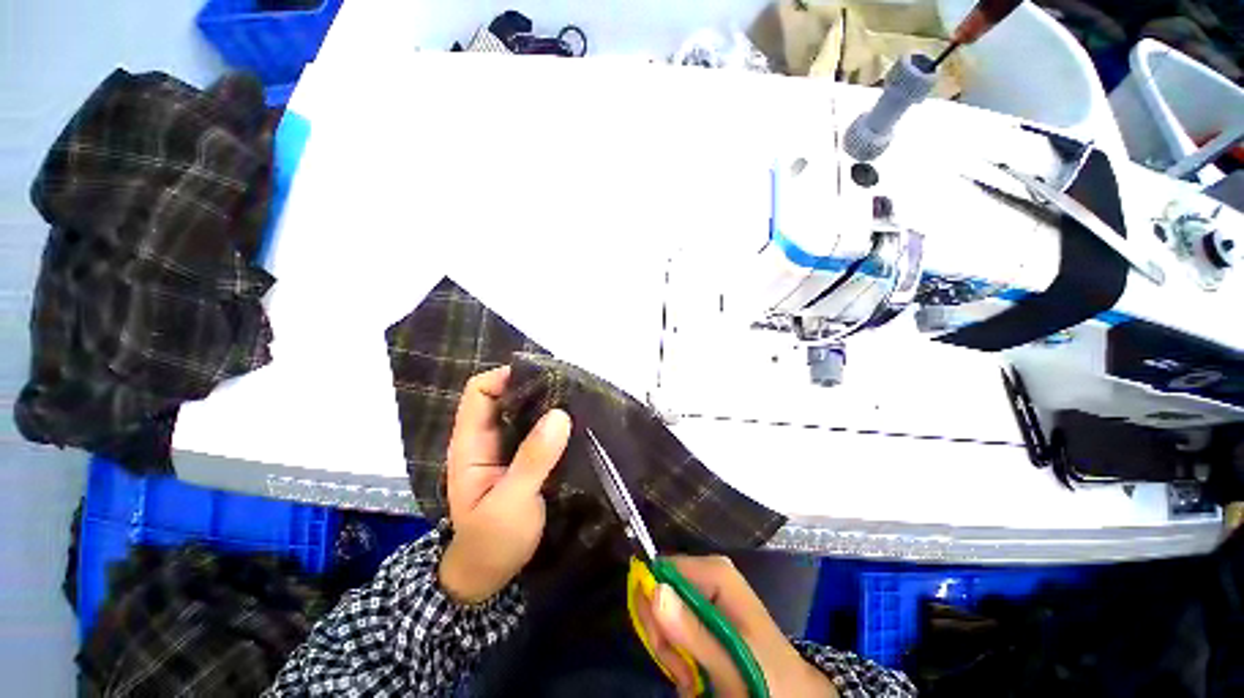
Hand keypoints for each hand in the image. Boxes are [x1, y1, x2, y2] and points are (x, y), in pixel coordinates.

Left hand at [438, 366, 571, 603]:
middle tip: (569, 386)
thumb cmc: (493, 541)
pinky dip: (555, 422)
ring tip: (577, 400)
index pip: (479, 391)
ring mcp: (507, 447)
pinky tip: (576, 422)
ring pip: (524, 411)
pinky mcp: (525, 457)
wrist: (491, 574)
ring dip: (548, 403)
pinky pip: (539, 430)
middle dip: (534, 386)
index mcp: (471, 443)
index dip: (506, 377)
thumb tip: (559, 414)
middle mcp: (488, 438)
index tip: (543, 377)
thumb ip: (533, 459)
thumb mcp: (511, 502)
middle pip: (505, 395)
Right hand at [635, 556, 837, 697]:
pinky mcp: (702, 611)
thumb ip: (692, 630)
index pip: (662, 570)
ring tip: (693, 676)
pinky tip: (696, 672)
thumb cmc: (766, 676)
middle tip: (685, 669)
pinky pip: (672, 626)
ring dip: (671, 649)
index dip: (655, 606)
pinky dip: (678, 654)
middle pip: (659, 591)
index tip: (667, 646)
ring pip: (662, 614)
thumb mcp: (730, 662)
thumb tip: (654, 590)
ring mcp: (704, 593)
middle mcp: (706, 574)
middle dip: (665, 633)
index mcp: (715, 572)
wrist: (791, 693)